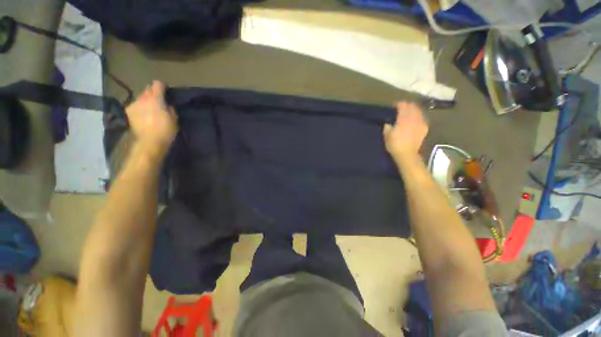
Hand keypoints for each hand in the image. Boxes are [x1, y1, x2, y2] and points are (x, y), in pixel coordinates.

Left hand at [126, 81, 177, 157]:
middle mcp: (143, 98)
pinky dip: (140, 108)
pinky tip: (143, 116)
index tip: (166, 91)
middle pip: (147, 89)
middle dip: (153, 93)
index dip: (162, 86)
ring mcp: (134, 104)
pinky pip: (135, 105)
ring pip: (141, 98)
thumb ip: (170, 108)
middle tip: (159, 101)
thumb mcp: (174, 118)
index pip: (157, 84)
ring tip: (151, 110)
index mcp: (156, 98)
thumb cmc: (165, 130)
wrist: (149, 142)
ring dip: (146, 101)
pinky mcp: (128, 112)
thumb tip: (167, 104)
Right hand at [383, 101, 428, 161]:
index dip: (398, 104)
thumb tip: (388, 123)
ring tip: (408, 113)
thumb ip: (387, 127)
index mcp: (404, 118)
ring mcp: (421, 123)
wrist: (407, 154)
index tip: (393, 106)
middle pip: (412, 106)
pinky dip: (418, 117)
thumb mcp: (386, 135)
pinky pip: (422, 118)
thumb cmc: (395, 145)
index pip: (403, 106)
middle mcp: (414, 118)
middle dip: (407, 106)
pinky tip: (414, 120)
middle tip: (401, 108)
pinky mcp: (424, 128)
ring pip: (418, 111)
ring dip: (413, 110)